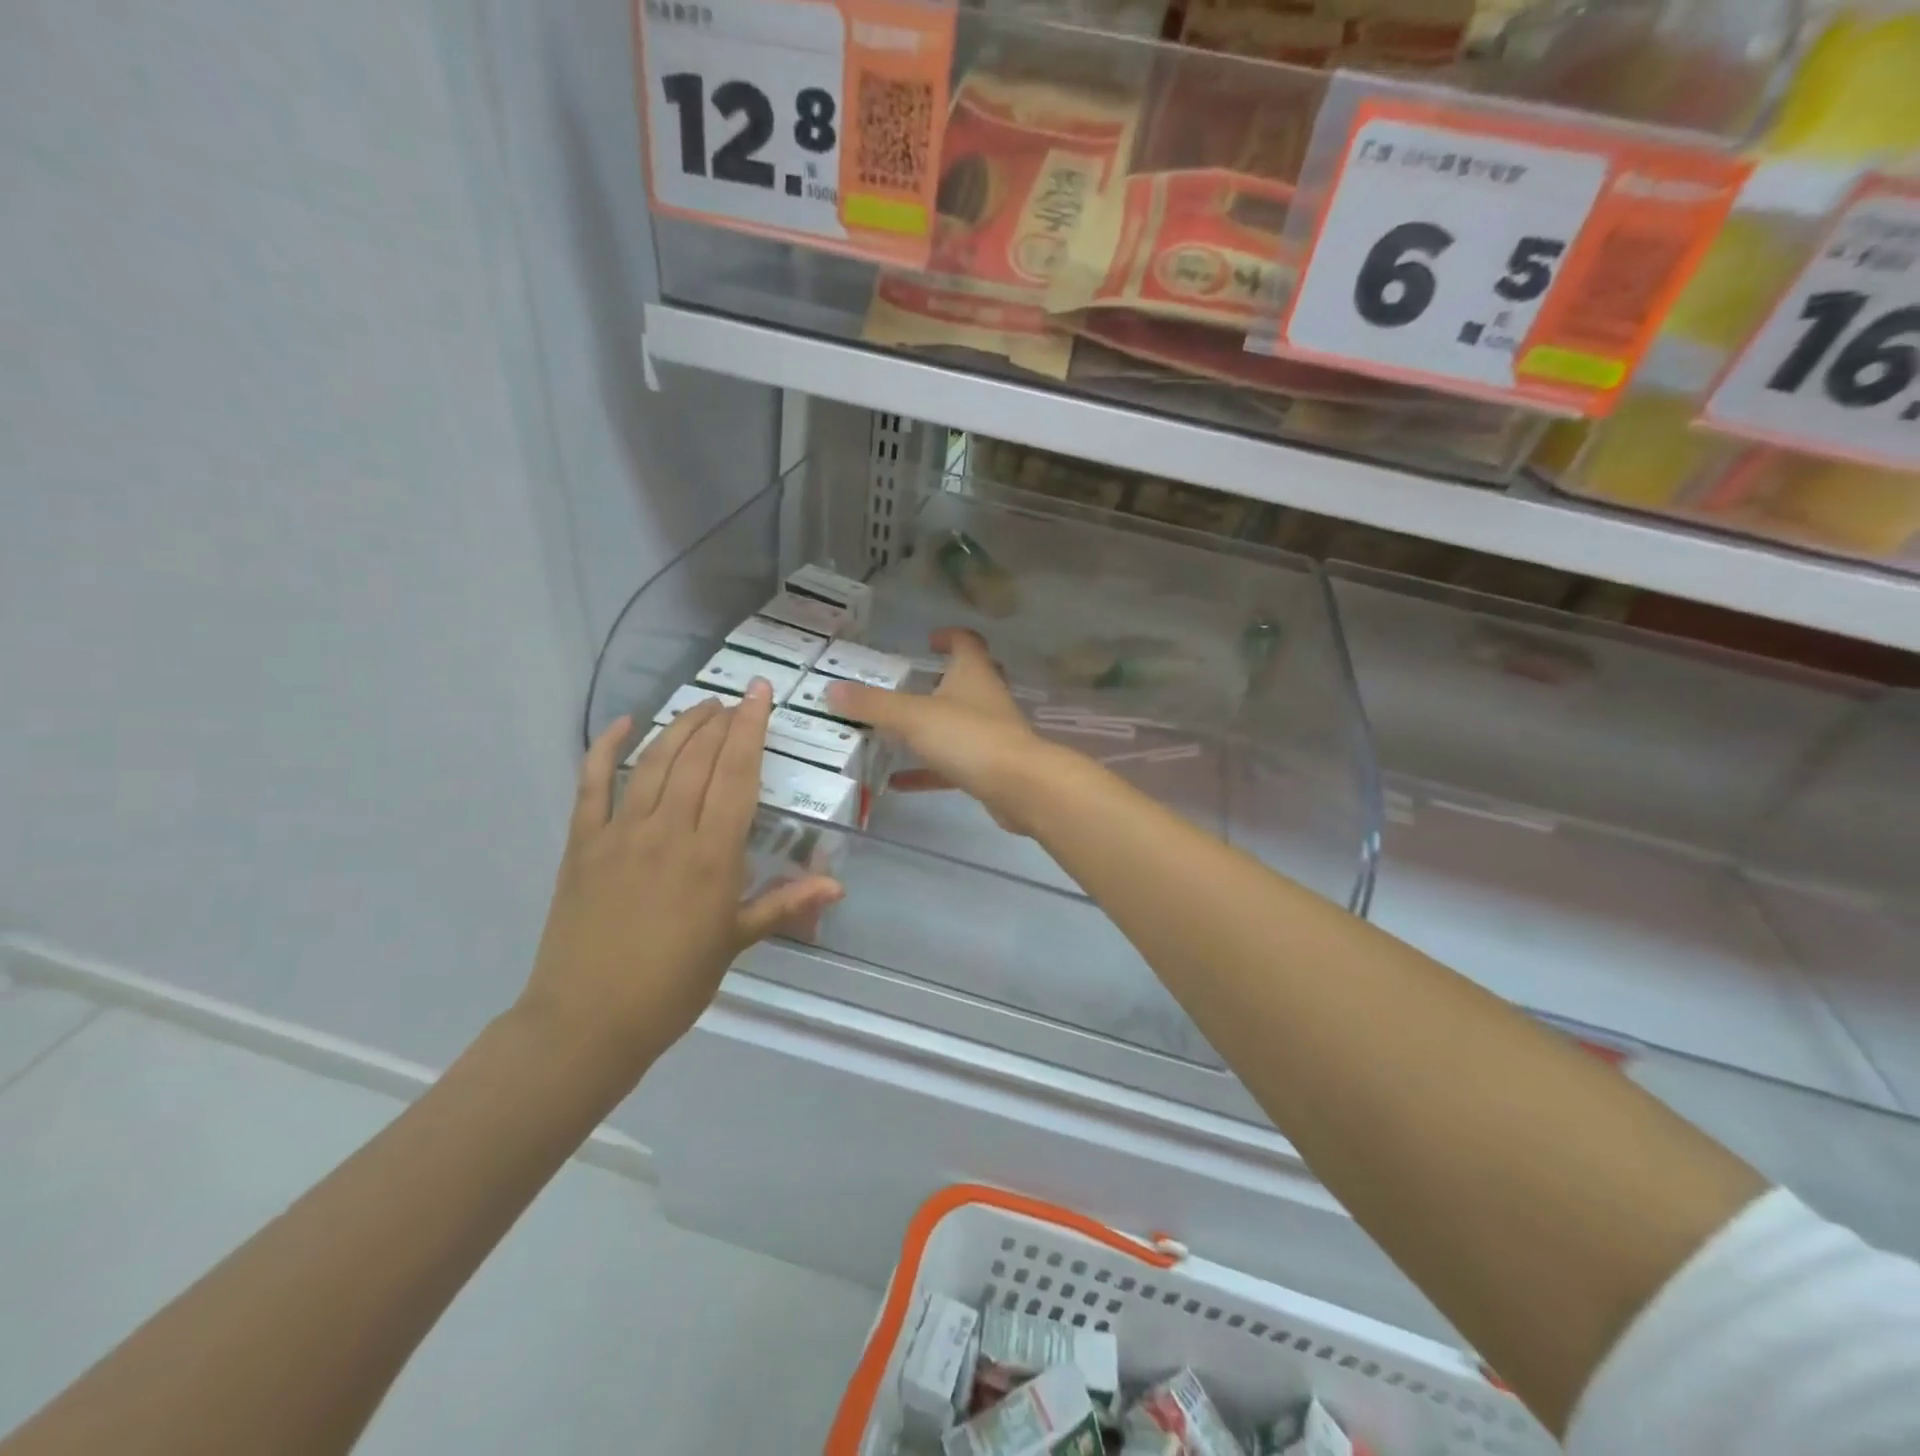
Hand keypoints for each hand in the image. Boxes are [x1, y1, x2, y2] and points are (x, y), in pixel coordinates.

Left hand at [517, 683, 841, 1084]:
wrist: (588, 1021)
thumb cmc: (673, 985)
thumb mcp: (735, 943)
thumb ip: (784, 904)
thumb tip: (837, 885)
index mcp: (711, 856)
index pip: (736, 776)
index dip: (751, 729)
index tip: (760, 694)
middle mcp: (667, 832)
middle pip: (697, 759)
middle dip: (720, 721)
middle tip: (736, 700)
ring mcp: (620, 833)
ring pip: (654, 762)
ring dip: (680, 727)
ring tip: (701, 707)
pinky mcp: (583, 843)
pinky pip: (591, 784)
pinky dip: (606, 748)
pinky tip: (624, 724)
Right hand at [827, 628, 1057, 834]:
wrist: (1019, 788)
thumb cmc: (969, 738)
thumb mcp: (913, 717)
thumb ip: (873, 705)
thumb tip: (831, 690)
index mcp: (973, 674)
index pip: (966, 642)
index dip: (949, 636)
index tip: (928, 640)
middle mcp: (985, 698)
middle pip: (967, 680)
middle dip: (941, 680)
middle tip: (911, 685)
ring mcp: (990, 734)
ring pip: (959, 723)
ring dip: (931, 727)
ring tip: (894, 733)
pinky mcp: (989, 768)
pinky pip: (952, 765)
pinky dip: (927, 770)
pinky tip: (898, 782)